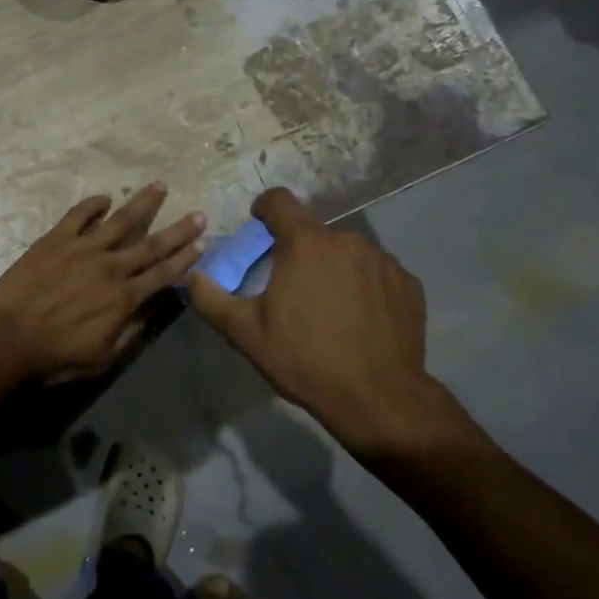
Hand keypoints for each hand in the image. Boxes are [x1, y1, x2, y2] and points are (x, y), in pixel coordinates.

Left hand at [0, 182, 204, 383]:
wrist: (9, 339)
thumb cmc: (56, 356)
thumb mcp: (103, 358)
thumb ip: (130, 334)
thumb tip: (151, 311)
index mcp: (124, 298)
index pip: (163, 274)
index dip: (184, 259)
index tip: (201, 244)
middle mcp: (111, 267)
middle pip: (151, 244)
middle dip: (178, 230)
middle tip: (199, 214)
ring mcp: (84, 249)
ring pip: (121, 220)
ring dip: (143, 203)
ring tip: (160, 185)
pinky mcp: (56, 239)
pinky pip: (79, 214)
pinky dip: (93, 204)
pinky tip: (104, 197)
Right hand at [186, 188, 442, 453]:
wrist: (378, 398)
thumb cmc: (305, 359)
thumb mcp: (246, 334)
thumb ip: (211, 299)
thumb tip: (191, 276)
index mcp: (305, 243)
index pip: (279, 200)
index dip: (265, 208)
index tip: (259, 226)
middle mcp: (346, 239)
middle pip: (313, 232)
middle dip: (299, 250)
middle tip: (292, 287)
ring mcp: (382, 259)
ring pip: (347, 252)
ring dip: (333, 268)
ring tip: (329, 308)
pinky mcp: (408, 283)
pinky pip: (377, 273)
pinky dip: (365, 286)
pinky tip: (360, 320)